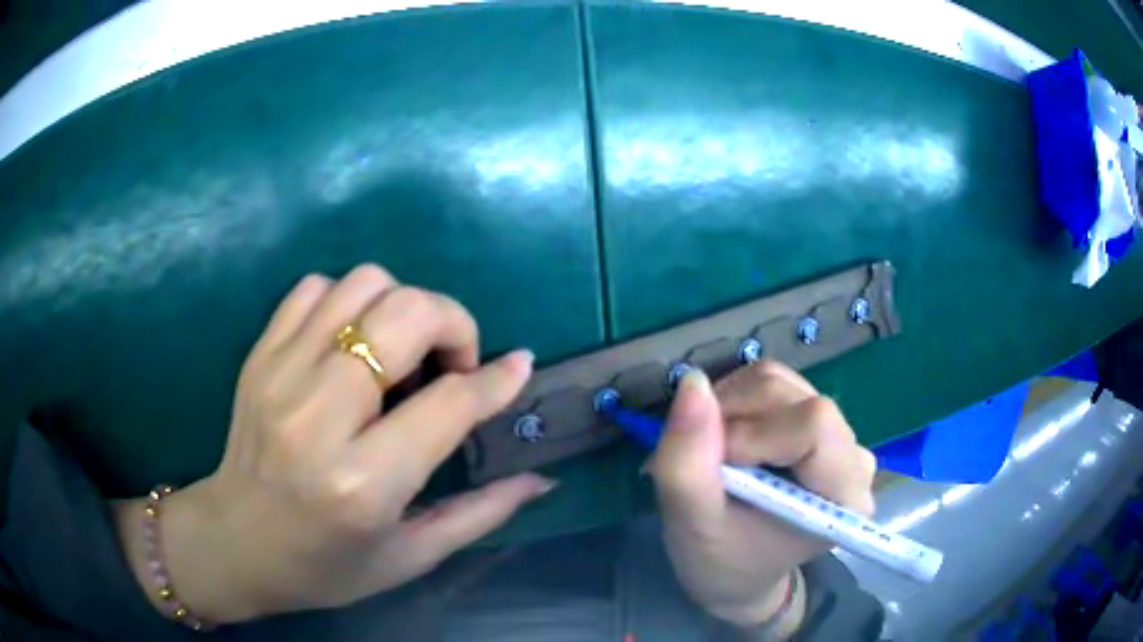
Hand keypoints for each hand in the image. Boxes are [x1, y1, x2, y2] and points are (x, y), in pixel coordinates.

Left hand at [114, 265, 554, 623]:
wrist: (235, 543)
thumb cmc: (326, 565)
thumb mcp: (411, 557)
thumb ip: (482, 512)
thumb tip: (543, 479)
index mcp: (363, 483)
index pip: (449, 402)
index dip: (494, 380)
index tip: (517, 367)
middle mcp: (318, 416)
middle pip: (405, 314)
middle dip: (452, 323)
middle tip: (452, 364)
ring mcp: (280, 374)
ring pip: (363, 284)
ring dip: (400, 308)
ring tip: (400, 355)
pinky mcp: (259, 355)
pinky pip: (316, 288)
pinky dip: (349, 302)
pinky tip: (351, 345)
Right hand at [650, 362, 876, 634]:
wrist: (738, 572)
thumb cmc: (721, 563)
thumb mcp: (692, 526)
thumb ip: (687, 463)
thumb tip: (692, 383)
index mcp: (843, 495)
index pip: (813, 424)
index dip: (753, 433)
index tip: (715, 467)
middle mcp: (852, 457)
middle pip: (792, 396)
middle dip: (732, 416)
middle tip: (702, 459)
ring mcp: (837, 434)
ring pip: (779, 382)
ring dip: (729, 407)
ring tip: (712, 454)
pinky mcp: (818, 421)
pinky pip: (774, 385)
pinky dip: (736, 402)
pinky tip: (728, 440)